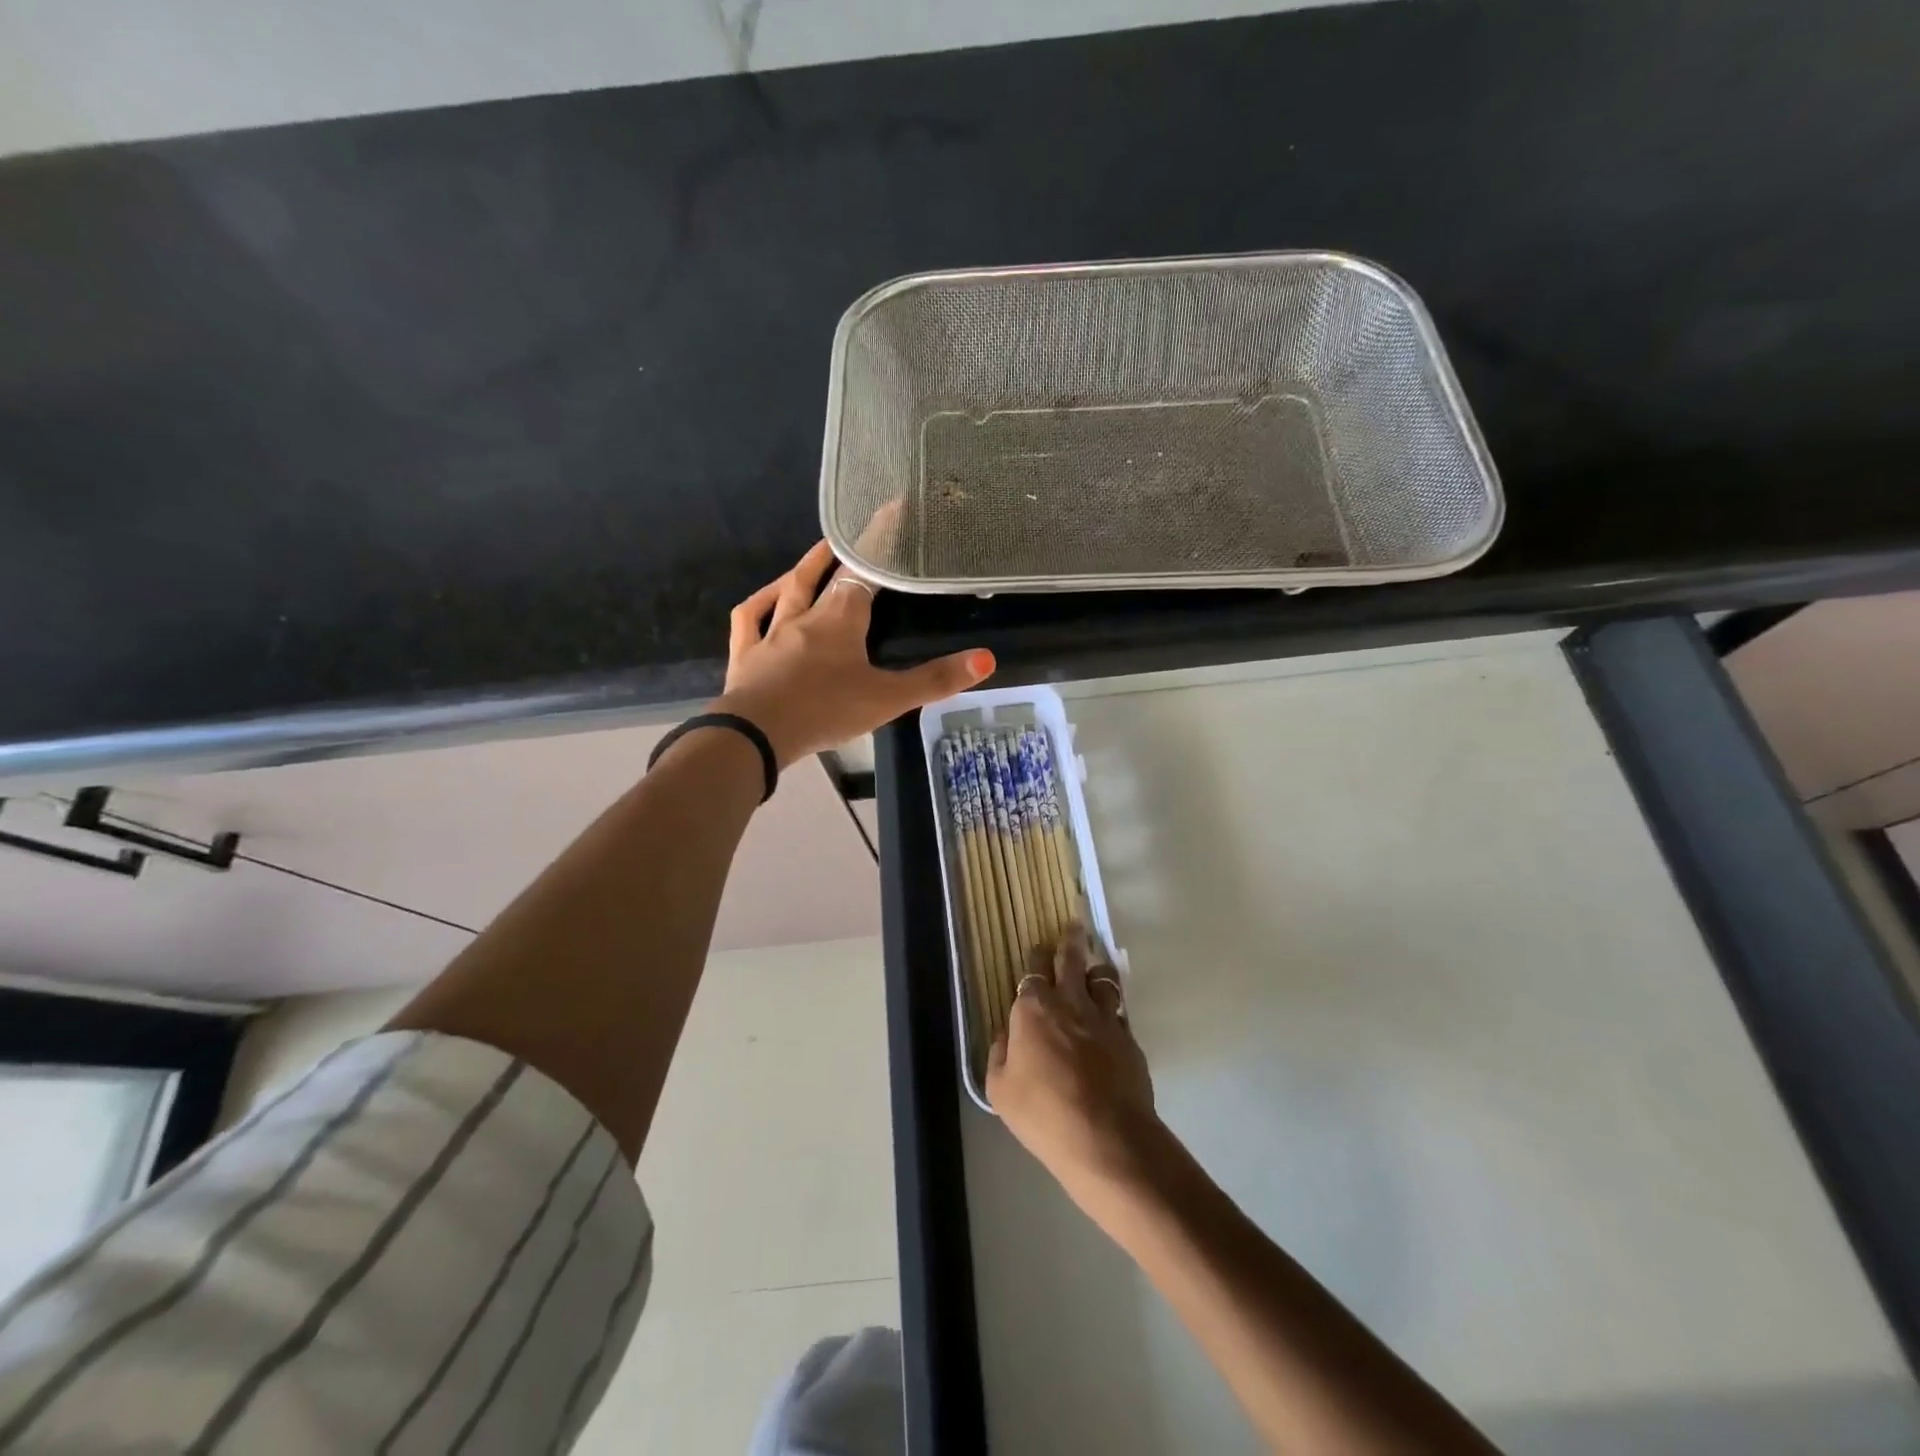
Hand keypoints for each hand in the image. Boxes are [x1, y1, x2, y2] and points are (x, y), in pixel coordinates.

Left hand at [713, 540, 993, 767]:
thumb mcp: (888, 699)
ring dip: (804, 569)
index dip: (879, 542)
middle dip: (842, 552)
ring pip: (789, 590)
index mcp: (841, 620)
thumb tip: (987, 658)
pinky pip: (750, 619)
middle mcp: (806, 616)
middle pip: (825, 576)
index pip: (864, 572)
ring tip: (818, 553)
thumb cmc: (826, 711)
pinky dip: (760, 603)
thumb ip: (935, 680)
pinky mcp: (746, 654)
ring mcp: (771, 633)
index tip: (891, 511)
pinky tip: (768, 598)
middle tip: (854, 532)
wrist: (757, 735)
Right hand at [988, 925, 1162, 1206]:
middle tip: (1074, 926)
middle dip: (1070, 941)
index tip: (1037, 951)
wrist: (1107, 1137)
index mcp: (1034, 1009)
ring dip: (1096, 970)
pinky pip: (1119, 1010)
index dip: (1036, 957)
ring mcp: (1105, 1018)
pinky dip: (1113, 1006)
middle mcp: (1070, 1002)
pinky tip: (1110, 1015)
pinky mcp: (1129, 1038)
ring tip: (1095, 967)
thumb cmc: (1043, 1113)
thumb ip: (1000, 1054)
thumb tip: (1007, 1035)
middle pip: (1071, 960)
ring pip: (1103, 978)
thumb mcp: (1000, 1089)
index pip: (1034, 969)